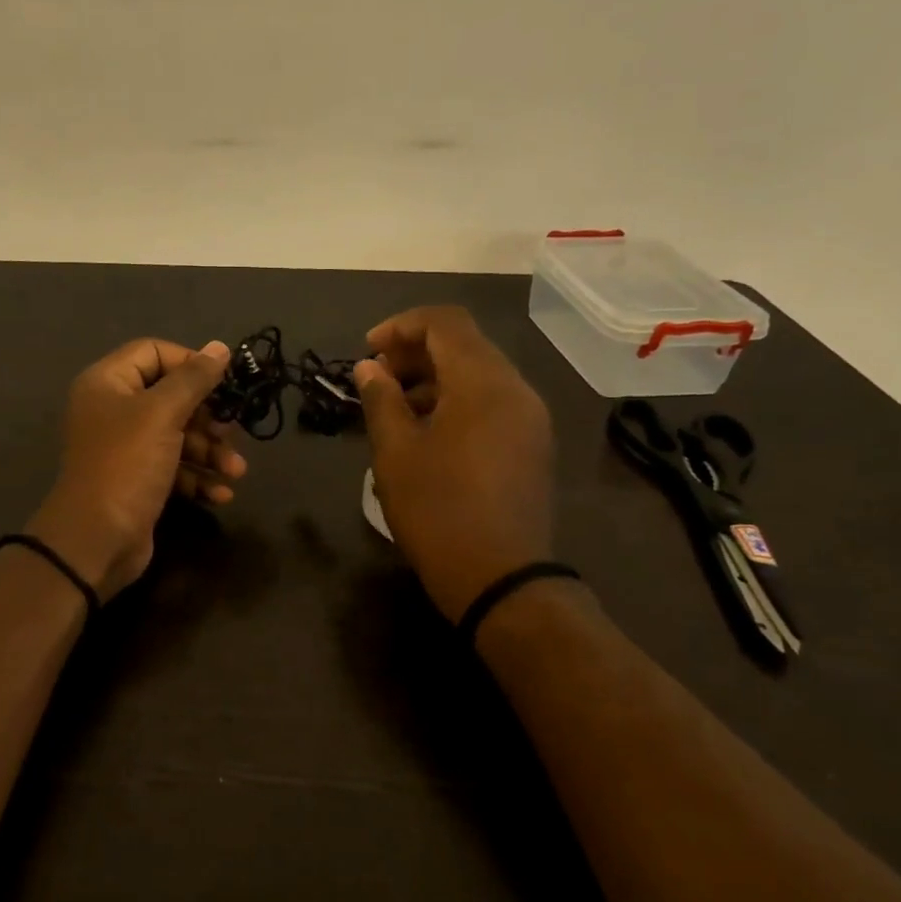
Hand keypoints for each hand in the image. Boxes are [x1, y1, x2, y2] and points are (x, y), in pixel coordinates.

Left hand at [26, 338, 247, 598]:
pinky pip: (174, 468)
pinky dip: (198, 478)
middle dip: (208, 417)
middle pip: (171, 397)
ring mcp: (125, 448)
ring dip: (210, 452)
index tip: (223, 382)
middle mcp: (114, 410)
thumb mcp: (162, 414)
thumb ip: (193, 379)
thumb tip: (220, 347)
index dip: (190, 362)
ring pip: (178, 435)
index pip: (154, 352)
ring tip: (236, 471)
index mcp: (108, 383)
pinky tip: (221, 494)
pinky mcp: (138, 481)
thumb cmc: (127, 464)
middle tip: (232, 431)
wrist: (96, 540)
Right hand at [353, 306, 555, 622]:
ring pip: (479, 374)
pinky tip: (428, 432)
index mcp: (483, 382)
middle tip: (377, 379)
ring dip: (435, 378)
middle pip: (465, 345)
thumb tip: (368, 368)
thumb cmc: (439, 511)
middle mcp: (516, 389)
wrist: (501, 579)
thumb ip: (380, 400)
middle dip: (416, 353)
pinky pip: (492, 402)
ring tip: (396, 408)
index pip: (445, 322)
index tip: (367, 351)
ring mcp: (530, 418)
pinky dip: (457, 401)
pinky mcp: (532, 444)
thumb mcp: (396, 453)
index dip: (401, 326)